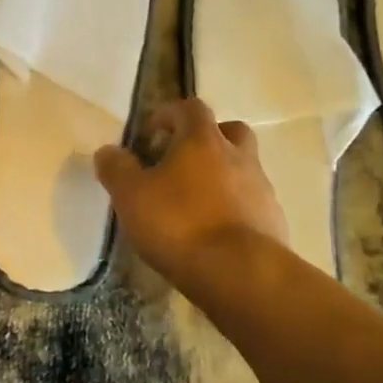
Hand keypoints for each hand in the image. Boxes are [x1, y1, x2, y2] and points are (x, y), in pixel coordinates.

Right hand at [94, 99, 288, 283]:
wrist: (241, 274)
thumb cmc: (179, 224)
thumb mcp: (131, 195)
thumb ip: (116, 169)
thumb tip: (108, 152)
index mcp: (203, 140)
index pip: (189, 108)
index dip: (168, 115)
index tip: (150, 136)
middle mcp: (238, 156)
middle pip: (229, 131)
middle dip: (206, 140)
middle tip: (182, 161)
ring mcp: (261, 189)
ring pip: (243, 169)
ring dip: (222, 177)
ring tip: (195, 205)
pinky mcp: (274, 222)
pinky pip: (252, 204)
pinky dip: (235, 210)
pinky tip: (215, 234)